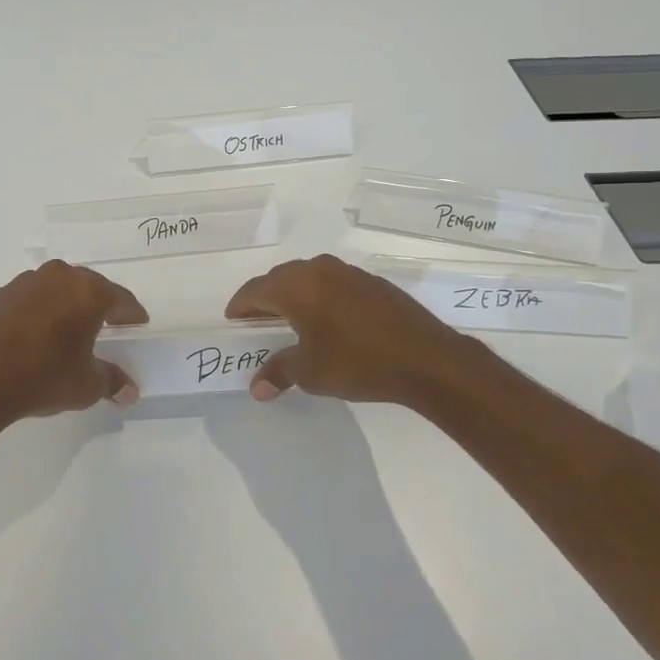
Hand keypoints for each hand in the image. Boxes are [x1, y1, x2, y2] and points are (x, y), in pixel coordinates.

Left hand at [0, 261, 148, 422]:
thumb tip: (130, 392)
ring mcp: (25, 282)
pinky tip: (36, 331)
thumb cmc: (43, 378)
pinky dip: (39, 309)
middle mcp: (59, 277)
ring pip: (57, 287)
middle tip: (108, 322)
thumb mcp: (86, 385)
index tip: (138, 323)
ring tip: (70, 326)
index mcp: (88, 293)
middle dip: (100, 304)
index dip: (132, 314)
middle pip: (89, 286)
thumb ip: (111, 381)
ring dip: (67, 303)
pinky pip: (30, 297)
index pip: (120, 299)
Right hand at [225, 254, 490, 405]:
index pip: (256, 290)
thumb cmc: (357, 363)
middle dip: (265, 298)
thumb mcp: (311, 372)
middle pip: (280, 278)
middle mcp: (319, 270)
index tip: (233, 319)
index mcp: (296, 287)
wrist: (426, 358)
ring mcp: (348, 273)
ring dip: (294, 294)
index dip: (241, 305)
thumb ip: (279, 373)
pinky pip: (332, 282)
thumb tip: (256, 389)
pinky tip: (327, 319)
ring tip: (290, 319)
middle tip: (257, 320)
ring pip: (308, 277)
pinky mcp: (372, 282)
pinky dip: (320, 296)